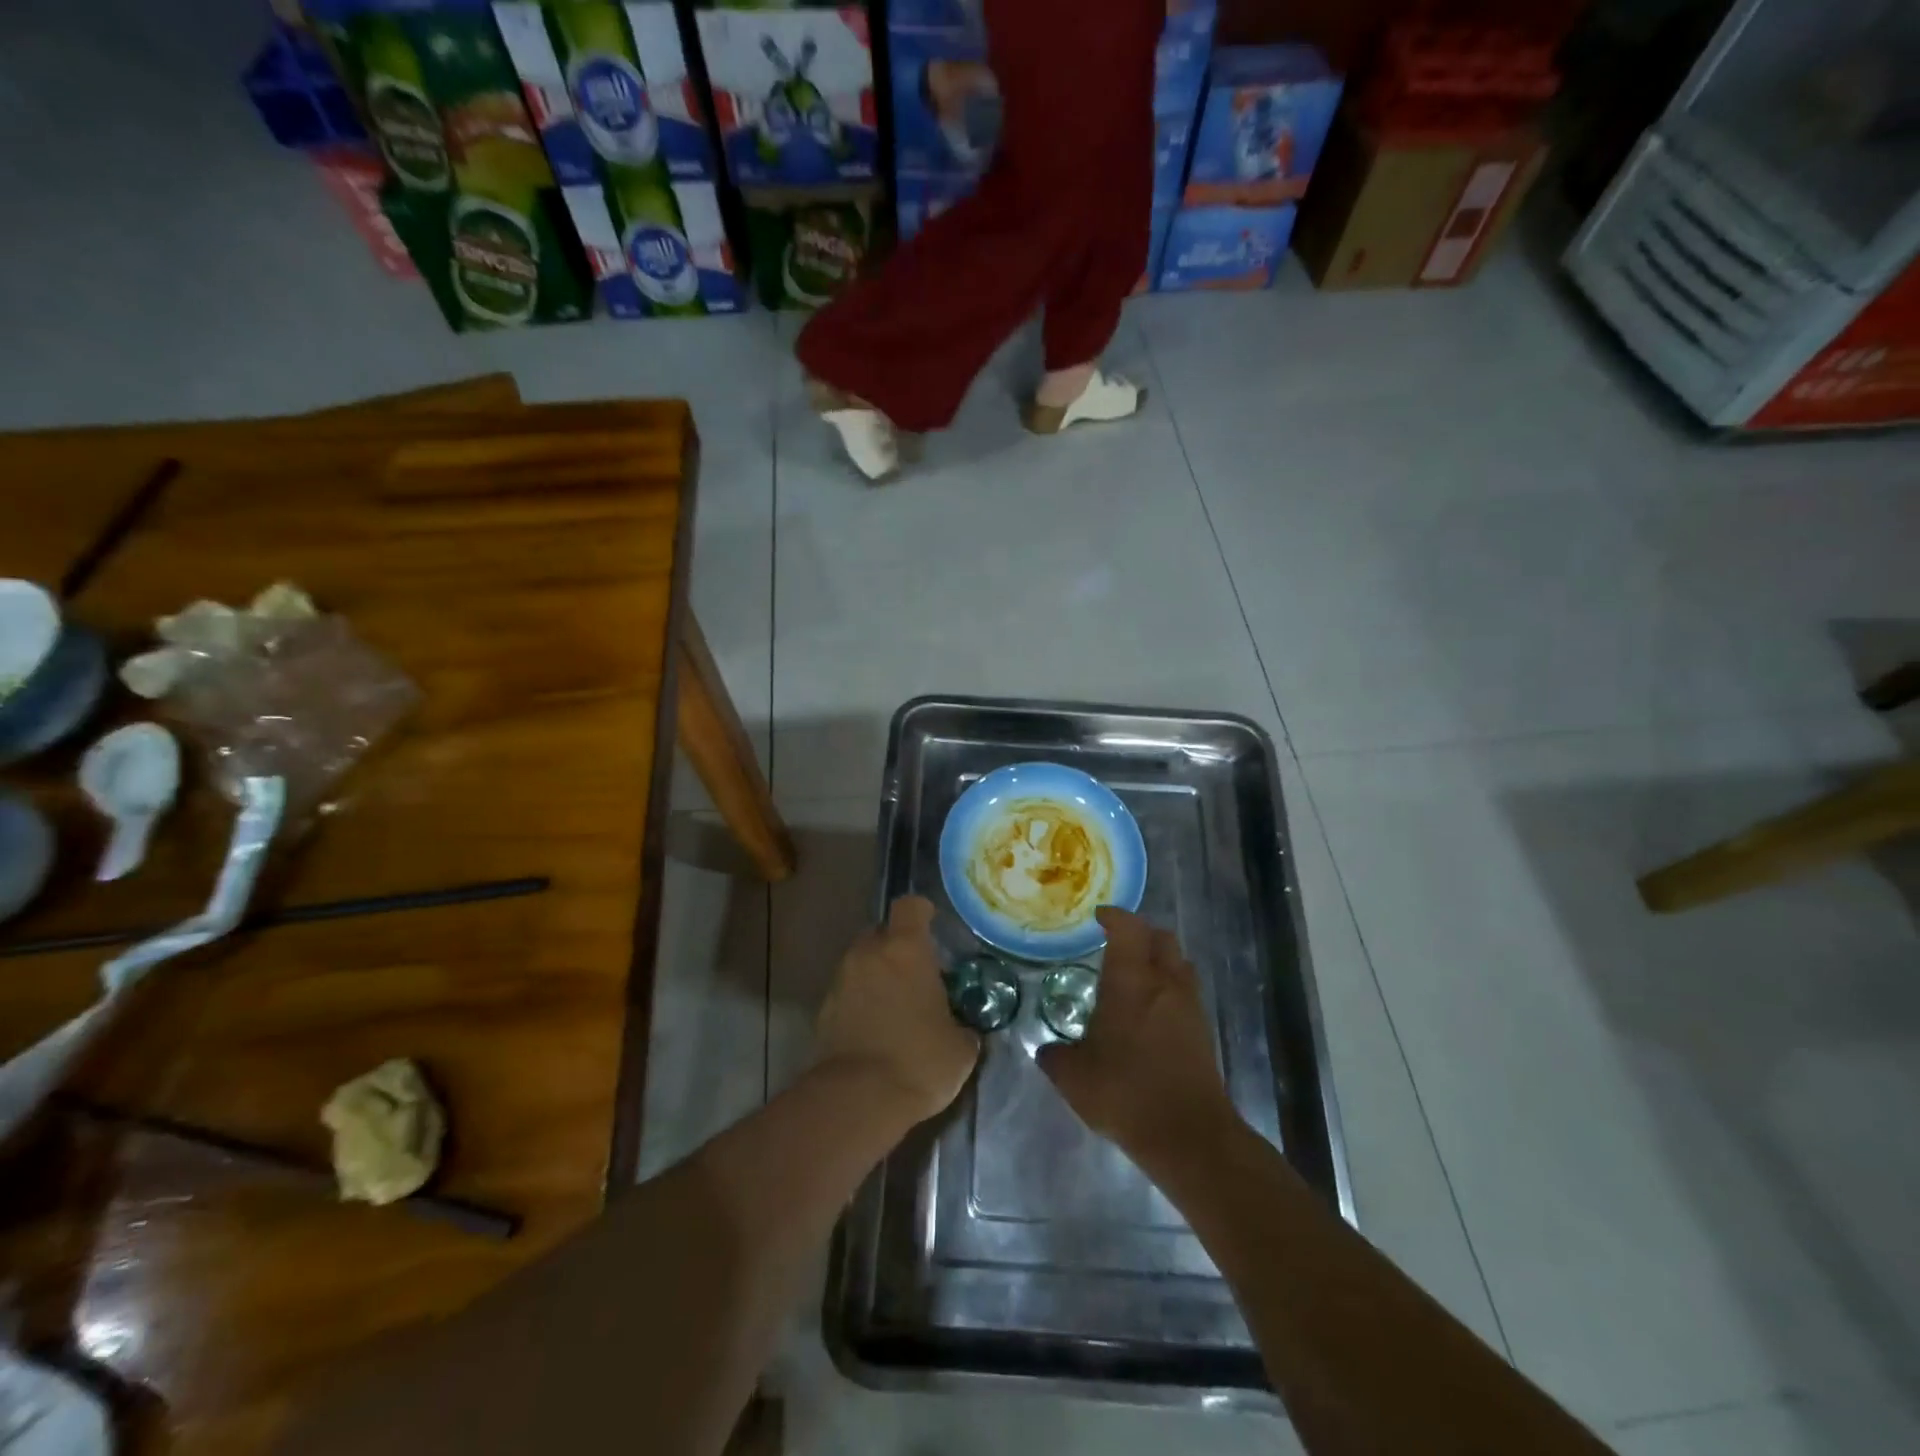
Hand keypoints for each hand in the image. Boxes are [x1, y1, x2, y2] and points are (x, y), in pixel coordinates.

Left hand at [814, 896, 979, 1125]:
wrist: (858, 1099)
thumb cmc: (919, 1060)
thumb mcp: (960, 1047)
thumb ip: (962, 1026)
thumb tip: (962, 1029)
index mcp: (906, 950)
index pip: (909, 907)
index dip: (921, 911)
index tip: (931, 923)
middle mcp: (869, 954)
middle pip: (880, 932)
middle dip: (895, 946)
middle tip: (915, 972)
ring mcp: (841, 980)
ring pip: (861, 962)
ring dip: (876, 975)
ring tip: (895, 1005)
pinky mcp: (824, 1009)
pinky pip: (847, 992)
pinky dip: (859, 1001)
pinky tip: (875, 1029)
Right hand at [1037, 907, 1239, 1160]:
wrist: (1189, 1134)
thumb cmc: (1126, 1092)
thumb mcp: (1073, 1077)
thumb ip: (1055, 1056)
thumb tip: (1046, 1050)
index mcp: (1131, 981)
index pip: (1128, 928)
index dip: (1114, 916)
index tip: (1099, 917)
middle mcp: (1164, 983)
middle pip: (1162, 937)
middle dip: (1141, 933)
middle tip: (1118, 945)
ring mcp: (1189, 1006)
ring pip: (1179, 963)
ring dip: (1160, 960)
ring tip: (1136, 978)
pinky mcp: (1203, 1031)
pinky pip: (1187, 992)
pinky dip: (1169, 989)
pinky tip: (1150, 1014)